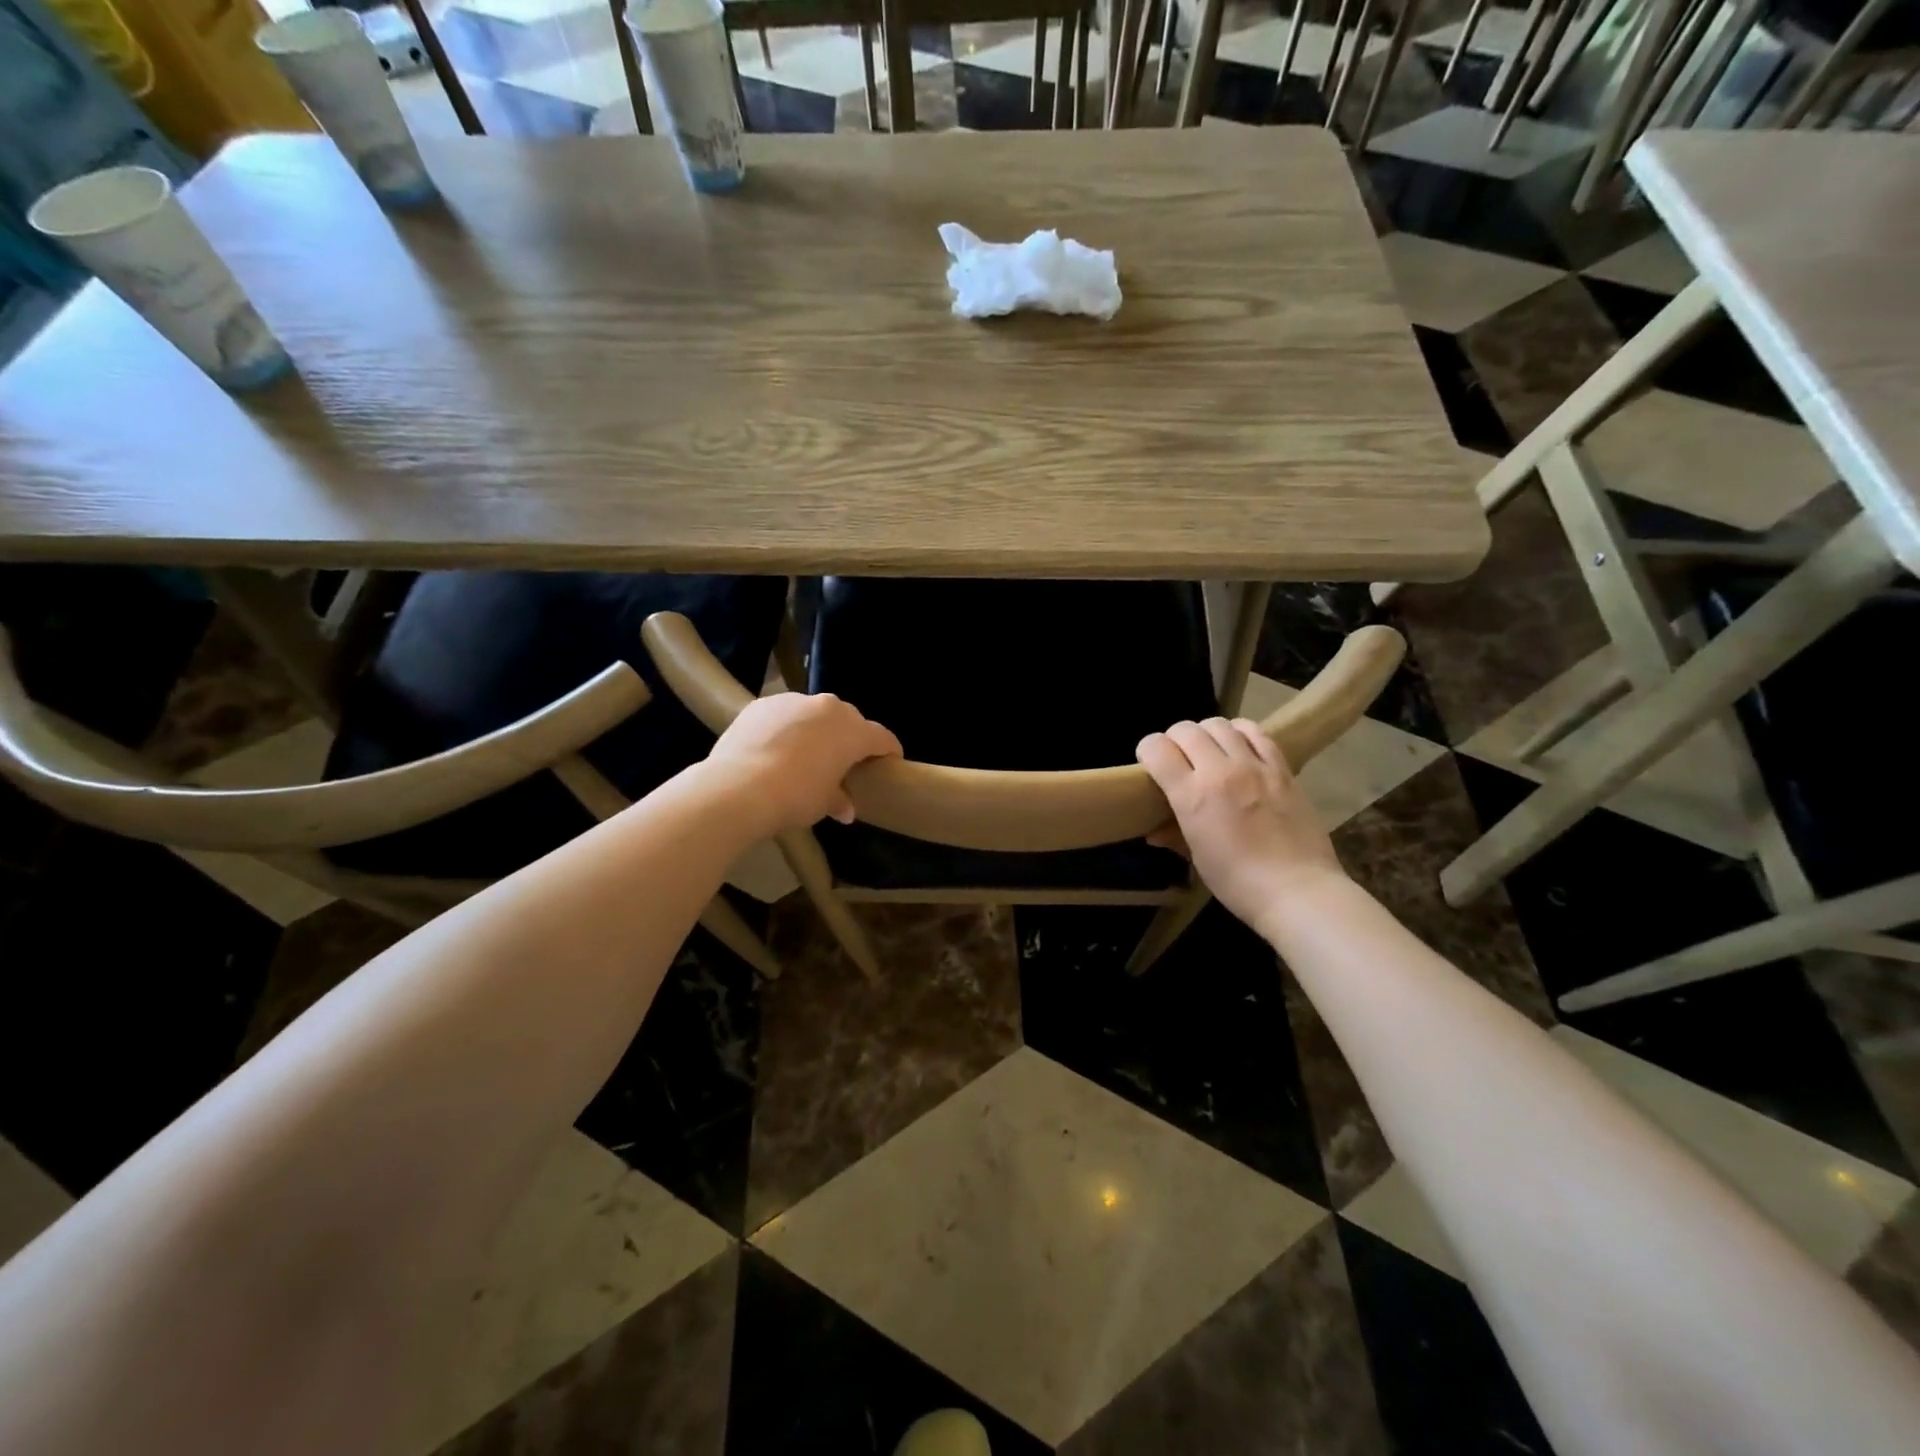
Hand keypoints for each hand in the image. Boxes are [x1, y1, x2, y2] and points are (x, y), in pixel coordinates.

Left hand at [707, 692, 902, 831]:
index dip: (889, 751)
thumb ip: (839, 800)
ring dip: (816, 730)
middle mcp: (828, 708)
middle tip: (843, 762)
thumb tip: (845, 809)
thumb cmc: (796, 797)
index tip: (889, 762)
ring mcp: (793, 701)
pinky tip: (774, 748)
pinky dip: (786, 728)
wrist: (738, 788)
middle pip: (848, 721)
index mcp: (853, 731)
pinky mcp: (762, 704)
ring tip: (804, 754)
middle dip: (850, 739)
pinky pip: (784, 714)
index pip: (882, 737)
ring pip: (814, 714)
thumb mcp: (824, 804)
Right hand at [1136, 718, 1346, 932]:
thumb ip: (1174, 835)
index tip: (1149, 763)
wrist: (1298, 890)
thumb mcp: (1197, 858)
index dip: (1147, 750)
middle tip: (1177, 757)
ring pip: (1219, 725)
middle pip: (1185, 730)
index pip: (1157, 749)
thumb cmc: (1238, 882)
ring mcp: (1254, 766)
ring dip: (1205, 733)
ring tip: (1208, 750)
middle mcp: (1220, 771)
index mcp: (1192, 796)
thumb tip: (1154, 832)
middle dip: (1173, 739)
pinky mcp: (1282, 768)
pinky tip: (1238, 746)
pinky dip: (1239, 732)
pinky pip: (1256, 732)